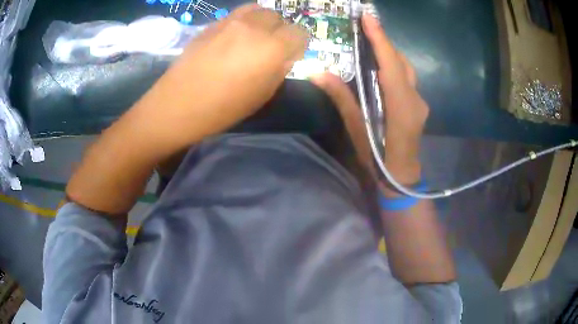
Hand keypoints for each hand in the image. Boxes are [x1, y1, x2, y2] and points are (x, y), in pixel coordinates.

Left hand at [126, 4, 307, 155]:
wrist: (176, 105)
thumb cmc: (221, 109)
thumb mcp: (261, 96)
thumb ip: (279, 70)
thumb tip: (284, 56)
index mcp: (272, 48)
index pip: (300, 33)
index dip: (299, 44)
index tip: (292, 54)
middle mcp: (254, 27)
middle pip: (278, 17)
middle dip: (280, 30)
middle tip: (271, 47)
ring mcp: (230, 22)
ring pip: (258, 10)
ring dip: (262, 22)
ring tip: (253, 38)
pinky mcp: (211, 24)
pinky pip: (236, 15)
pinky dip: (243, 22)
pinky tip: (232, 38)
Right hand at [311, 14, 428, 184]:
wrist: (401, 175)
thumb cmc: (377, 156)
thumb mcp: (356, 127)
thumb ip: (341, 97)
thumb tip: (317, 72)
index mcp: (400, 105)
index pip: (390, 64)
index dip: (380, 38)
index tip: (368, 17)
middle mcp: (415, 99)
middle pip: (401, 62)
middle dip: (384, 42)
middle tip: (366, 28)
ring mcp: (420, 102)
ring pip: (407, 69)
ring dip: (390, 54)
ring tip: (373, 45)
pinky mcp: (420, 105)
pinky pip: (408, 79)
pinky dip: (395, 68)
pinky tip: (383, 70)